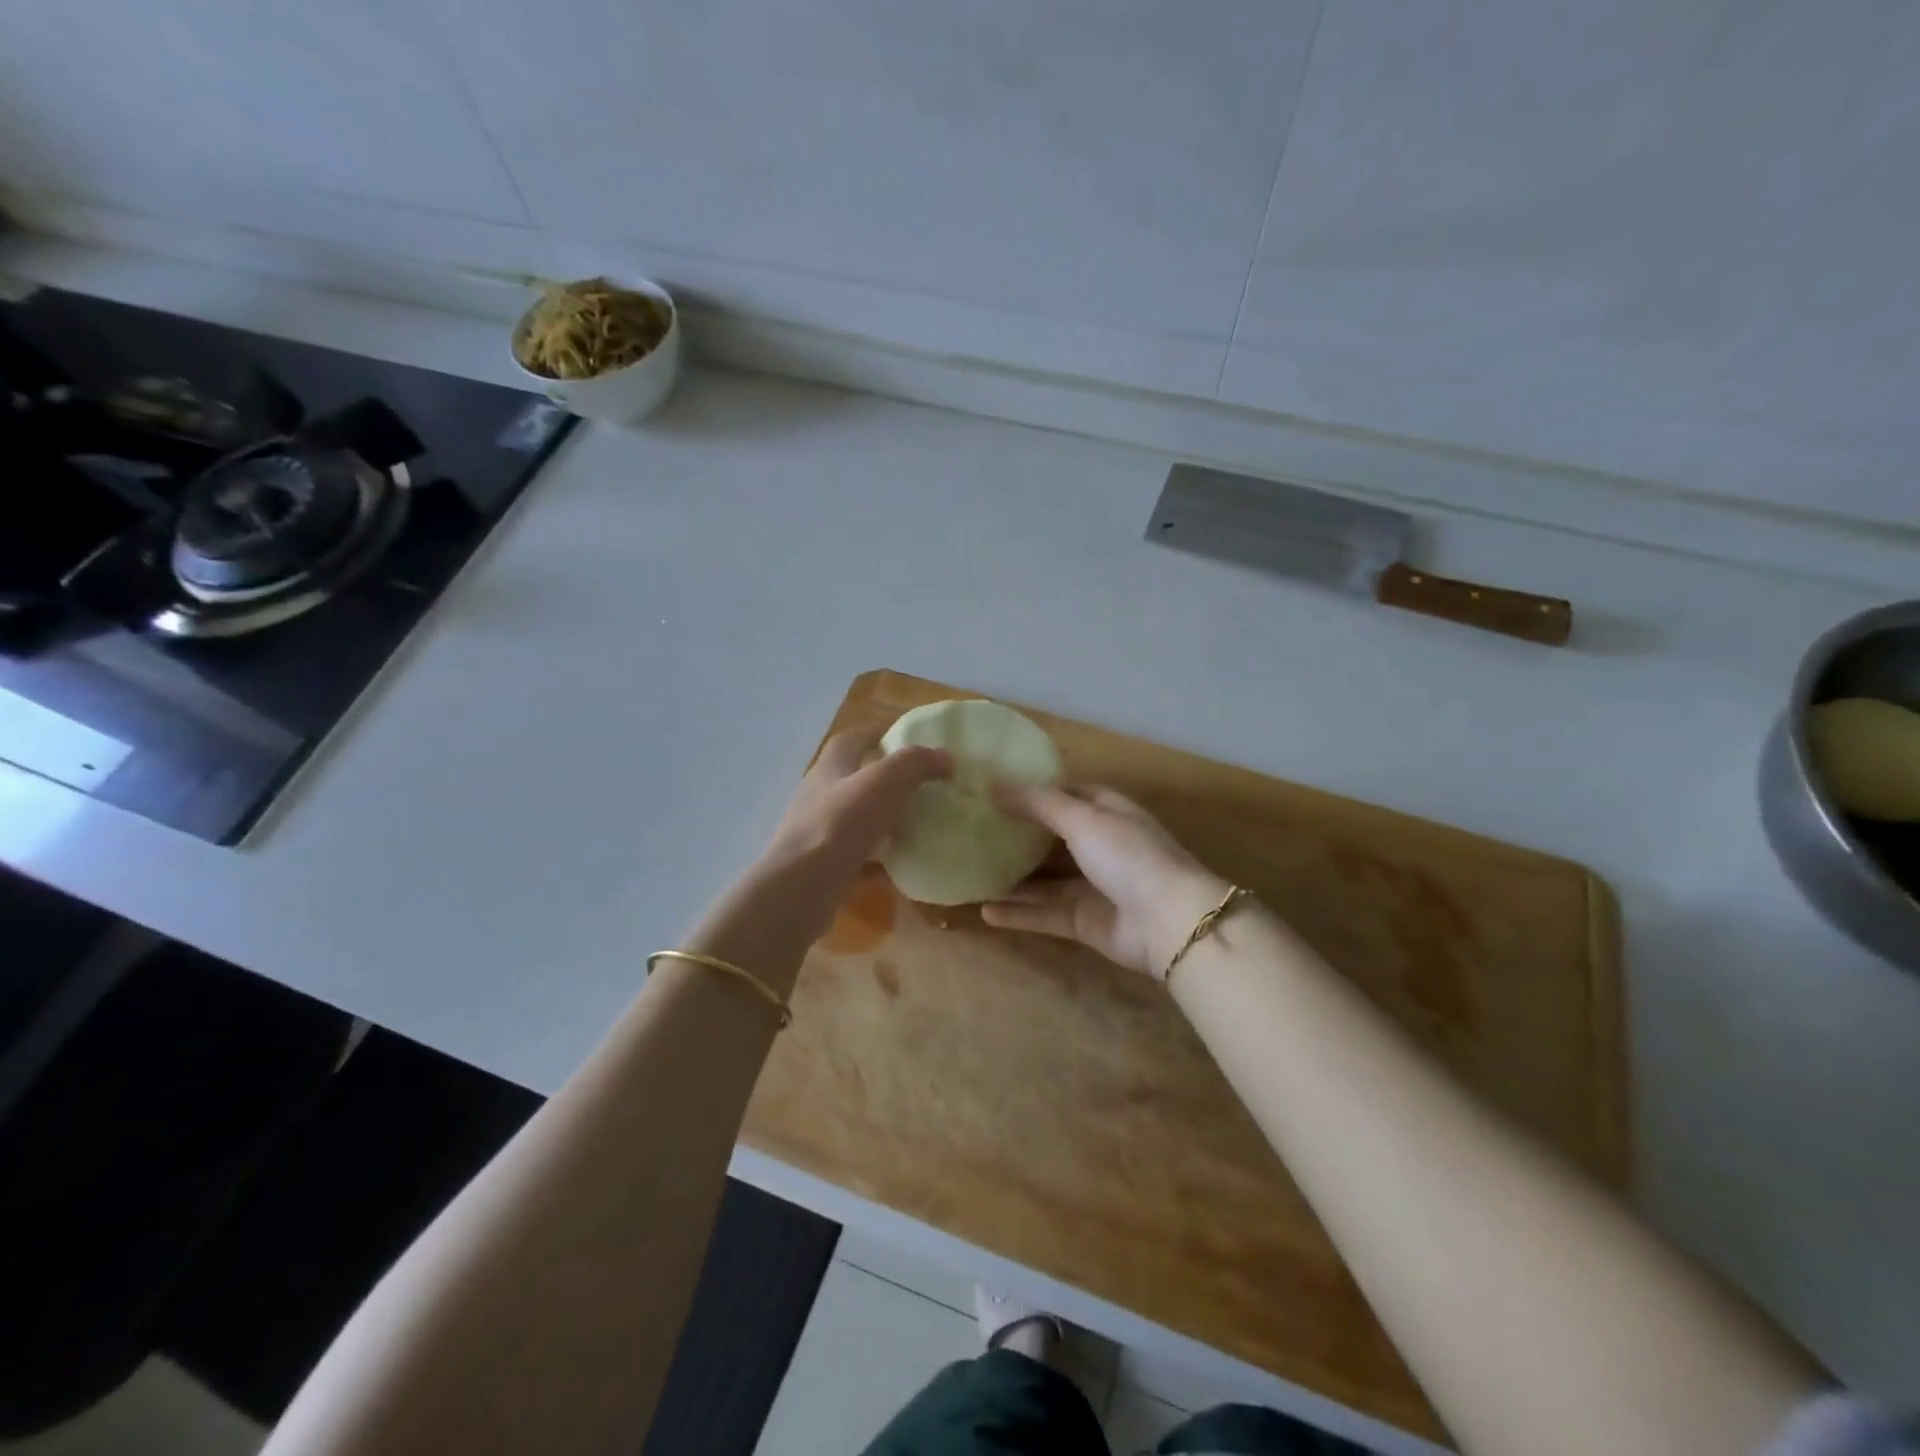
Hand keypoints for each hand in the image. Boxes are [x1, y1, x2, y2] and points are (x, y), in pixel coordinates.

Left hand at [760, 730, 949, 892]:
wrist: (800, 887)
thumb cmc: (839, 824)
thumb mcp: (882, 782)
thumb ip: (915, 764)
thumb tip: (946, 757)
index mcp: (831, 766)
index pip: (853, 739)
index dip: (880, 733)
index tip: (911, 739)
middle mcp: (821, 794)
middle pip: (856, 778)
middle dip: (888, 778)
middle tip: (924, 784)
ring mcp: (820, 831)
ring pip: (858, 817)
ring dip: (886, 818)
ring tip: (920, 823)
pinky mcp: (824, 864)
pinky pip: (859, 854)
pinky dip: (881, 856)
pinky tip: (903, 863)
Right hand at [982, 784, 1227, 975]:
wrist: (1167, 922)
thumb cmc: (1127, 856)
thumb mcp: (1082, 818)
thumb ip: (1037, 803)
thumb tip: (993, 784)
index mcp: (1106, 812)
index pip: (1066, 793)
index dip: (1034, 790)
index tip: (994, 788)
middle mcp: (1099, 845)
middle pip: (1051, 837)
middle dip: (1018, 834)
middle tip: (973, 829)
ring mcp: (1091, 885)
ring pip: (1044, 879)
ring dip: (1012, 877)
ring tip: (972, 870)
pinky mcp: (1083, 921)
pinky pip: (1043, 913)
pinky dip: (1017, 913)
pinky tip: (984, 911)